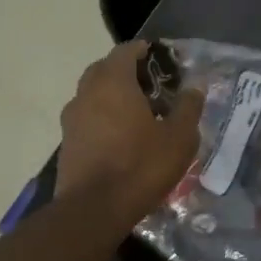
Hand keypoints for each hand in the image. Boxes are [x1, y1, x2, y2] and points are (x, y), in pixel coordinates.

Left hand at [56, 42, 202, 225]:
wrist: (92, 210)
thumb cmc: (140, 166)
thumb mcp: (178, 138)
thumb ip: (188, 107)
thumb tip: (194, 87)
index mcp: (113, 82)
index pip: (125, 51)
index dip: (143, 51)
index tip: (160, 59)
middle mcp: (87, 92)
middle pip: (105, 69)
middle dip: (126, 72)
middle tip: (151, 86)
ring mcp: (72, 118)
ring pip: (93, 94)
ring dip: (112, 96)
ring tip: (138, 114)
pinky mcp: (66, 142)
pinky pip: (87, 118)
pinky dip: (102, 118)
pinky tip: (121, 138)